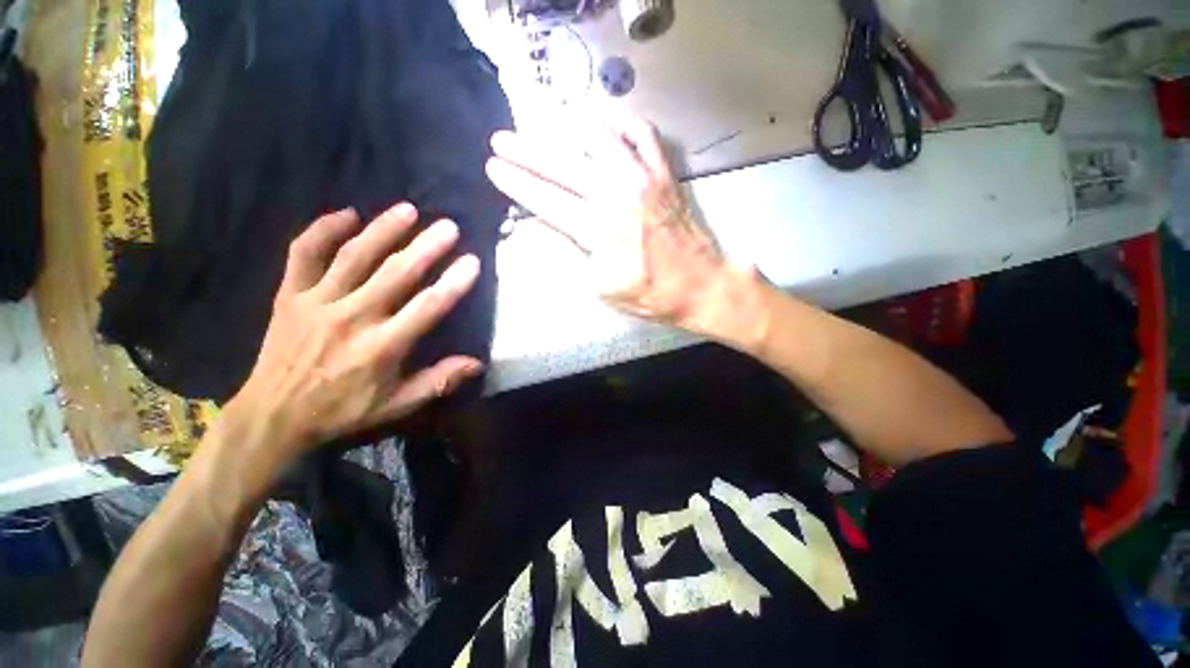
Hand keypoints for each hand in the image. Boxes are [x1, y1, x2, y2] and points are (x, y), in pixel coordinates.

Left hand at [228, 203, 483, 461]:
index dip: (453, 282)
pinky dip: (322, 230)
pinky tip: (347, 214)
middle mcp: (352, 317)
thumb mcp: (396, 405)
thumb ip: (438, 382)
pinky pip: (304, 254)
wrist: (273, 414)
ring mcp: (317, 302)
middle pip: (396, 274)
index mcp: (382, 346)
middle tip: (448, 226)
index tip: (472, 261)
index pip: (427, 307)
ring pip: (354, 256)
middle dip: (425, 247)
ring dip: (382, 230)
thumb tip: (477, 363)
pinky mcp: (290, 295)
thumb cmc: (343, 410)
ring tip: (407, 209)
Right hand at [485, 117, 756, 337]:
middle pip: (563, 165)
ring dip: (566, 127)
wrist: (700, 285)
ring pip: (599, 138)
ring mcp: (643, 179)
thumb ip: (574, 253)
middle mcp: (617, 197)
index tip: (494, 168)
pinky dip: (621, 122)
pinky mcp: (664, 174)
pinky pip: (642, 134)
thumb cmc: (650, 294)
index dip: (517, 183)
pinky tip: (605, 120)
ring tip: (545, 121)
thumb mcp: (603, 287)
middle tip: (501, 140)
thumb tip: (548, 225)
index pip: (547, 200)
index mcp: (599, 231)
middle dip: (526, 151)